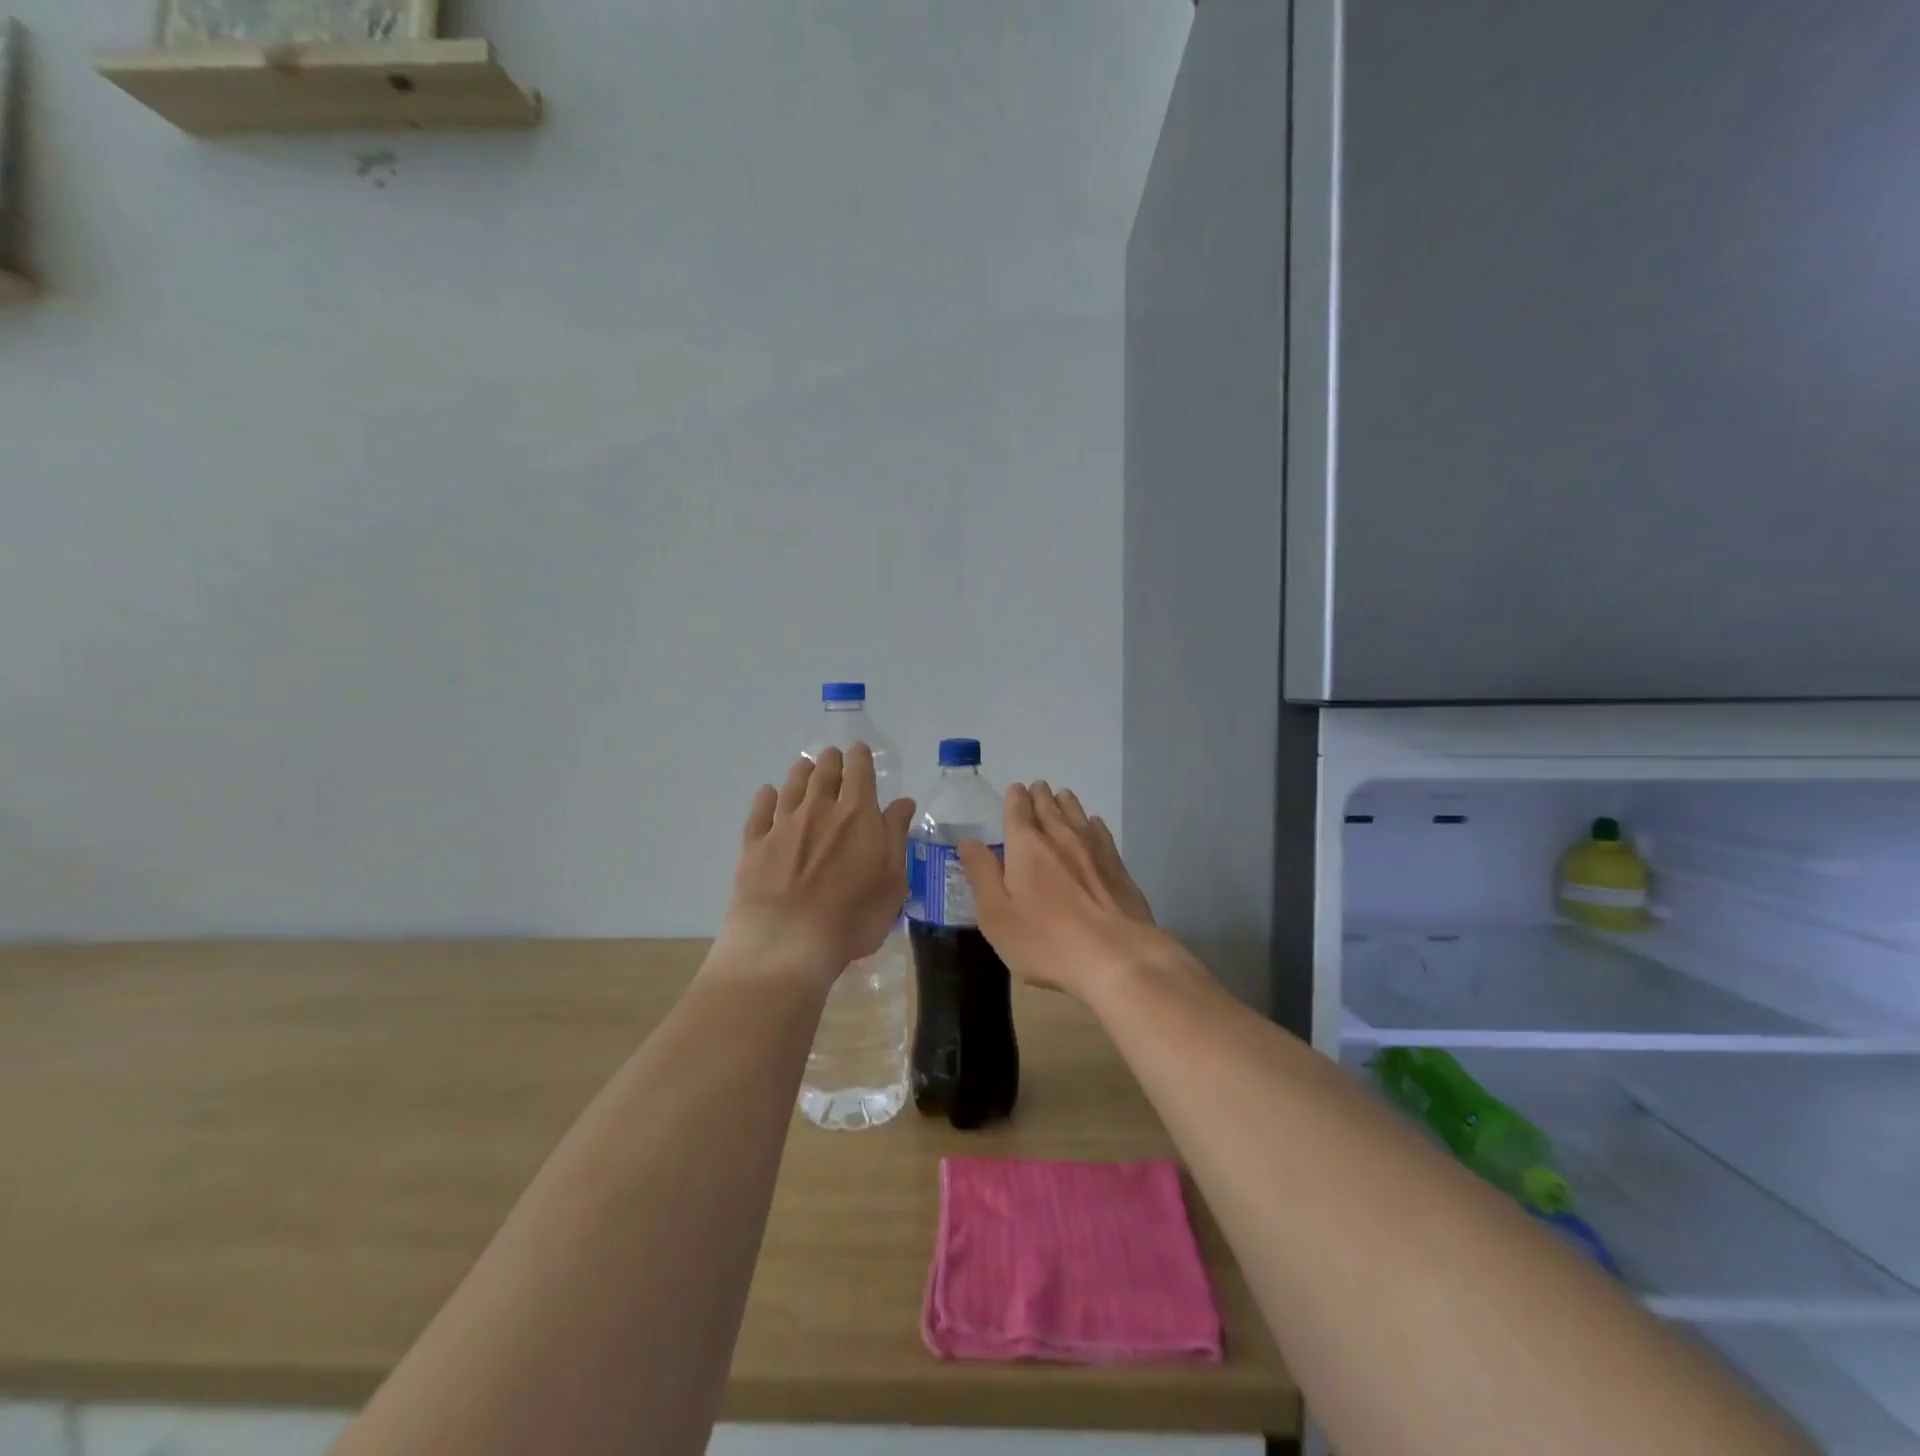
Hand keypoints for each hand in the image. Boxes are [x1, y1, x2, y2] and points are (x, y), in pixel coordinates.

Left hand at [720, 745, 916, 989]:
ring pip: (792, 787)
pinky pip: (760, 812)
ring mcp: (783, 826)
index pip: (859, 773)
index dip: (860, 758)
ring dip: (800, 773)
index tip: (859, 751)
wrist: (786, 943)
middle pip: (823, 774)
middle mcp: (818, 810)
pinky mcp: (754, 845)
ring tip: (804, 765)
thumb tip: (903, 802)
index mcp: (857, 815)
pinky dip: (765, 797)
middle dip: (830, 761)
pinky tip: (767, 793)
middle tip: (832, 755)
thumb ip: (896, 837)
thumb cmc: (852, 917)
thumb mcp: (892, 881)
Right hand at [957, 781, 1183, 1001]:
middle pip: (1049, 807)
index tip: (1015, 790)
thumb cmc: (1046, 941)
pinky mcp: (1118, 867)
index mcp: (1026, 846)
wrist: (1118, 957)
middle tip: (1037, 788)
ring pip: (1077, 814)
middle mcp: (1060, 837)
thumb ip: (982, 875)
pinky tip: (1093, 825)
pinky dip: (1092, 824)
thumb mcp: (997, 916)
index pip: (1018, 810)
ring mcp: (1093, 850)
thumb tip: (968, 842)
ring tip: (1062, 797)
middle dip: (1040, 796)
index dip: (1015, 798)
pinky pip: (1101, 833)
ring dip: (1066, 803)